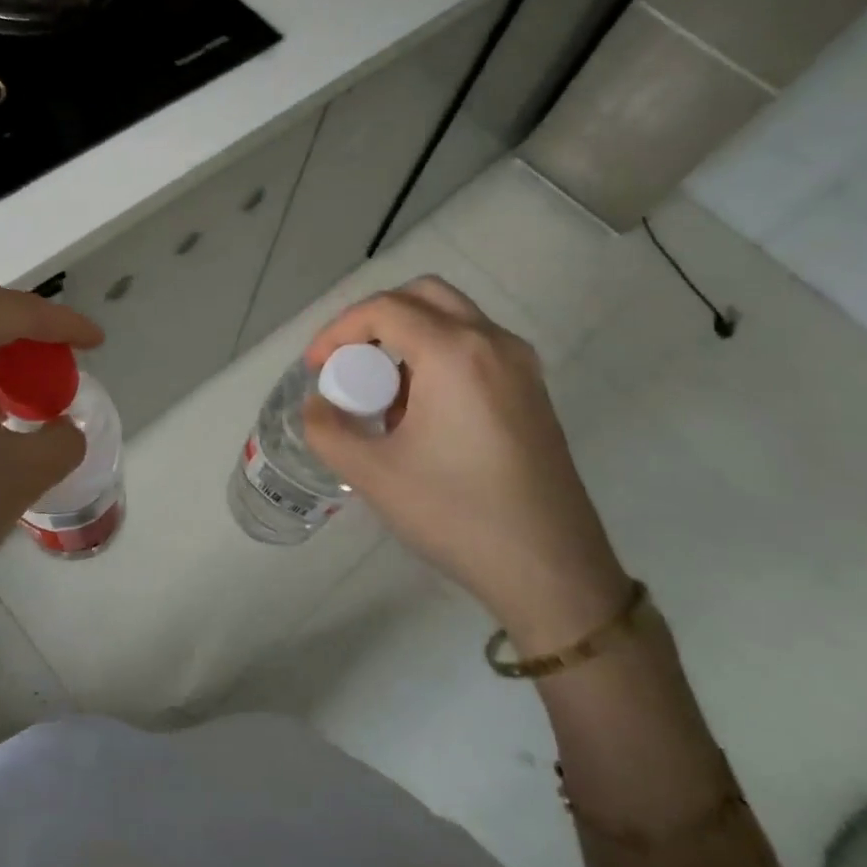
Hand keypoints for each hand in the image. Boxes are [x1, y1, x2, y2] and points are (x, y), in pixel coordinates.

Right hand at [302, 276, 629, 652]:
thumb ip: (328, 430)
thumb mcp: (373, 475)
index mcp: (455, 353)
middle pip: (423, 296)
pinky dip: (438, 356)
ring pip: (453, 318)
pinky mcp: (532, 391)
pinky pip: (475, 347)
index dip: (338, 330)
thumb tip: (318, 406)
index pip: (384, 309)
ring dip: (407, 338)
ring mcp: (520, 365)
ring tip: (382, 396)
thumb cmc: (457, 514)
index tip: (315, 368)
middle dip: (375, 320)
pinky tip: (421, 413)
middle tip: (348, 363)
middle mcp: (493, 343)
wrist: (551, 570)